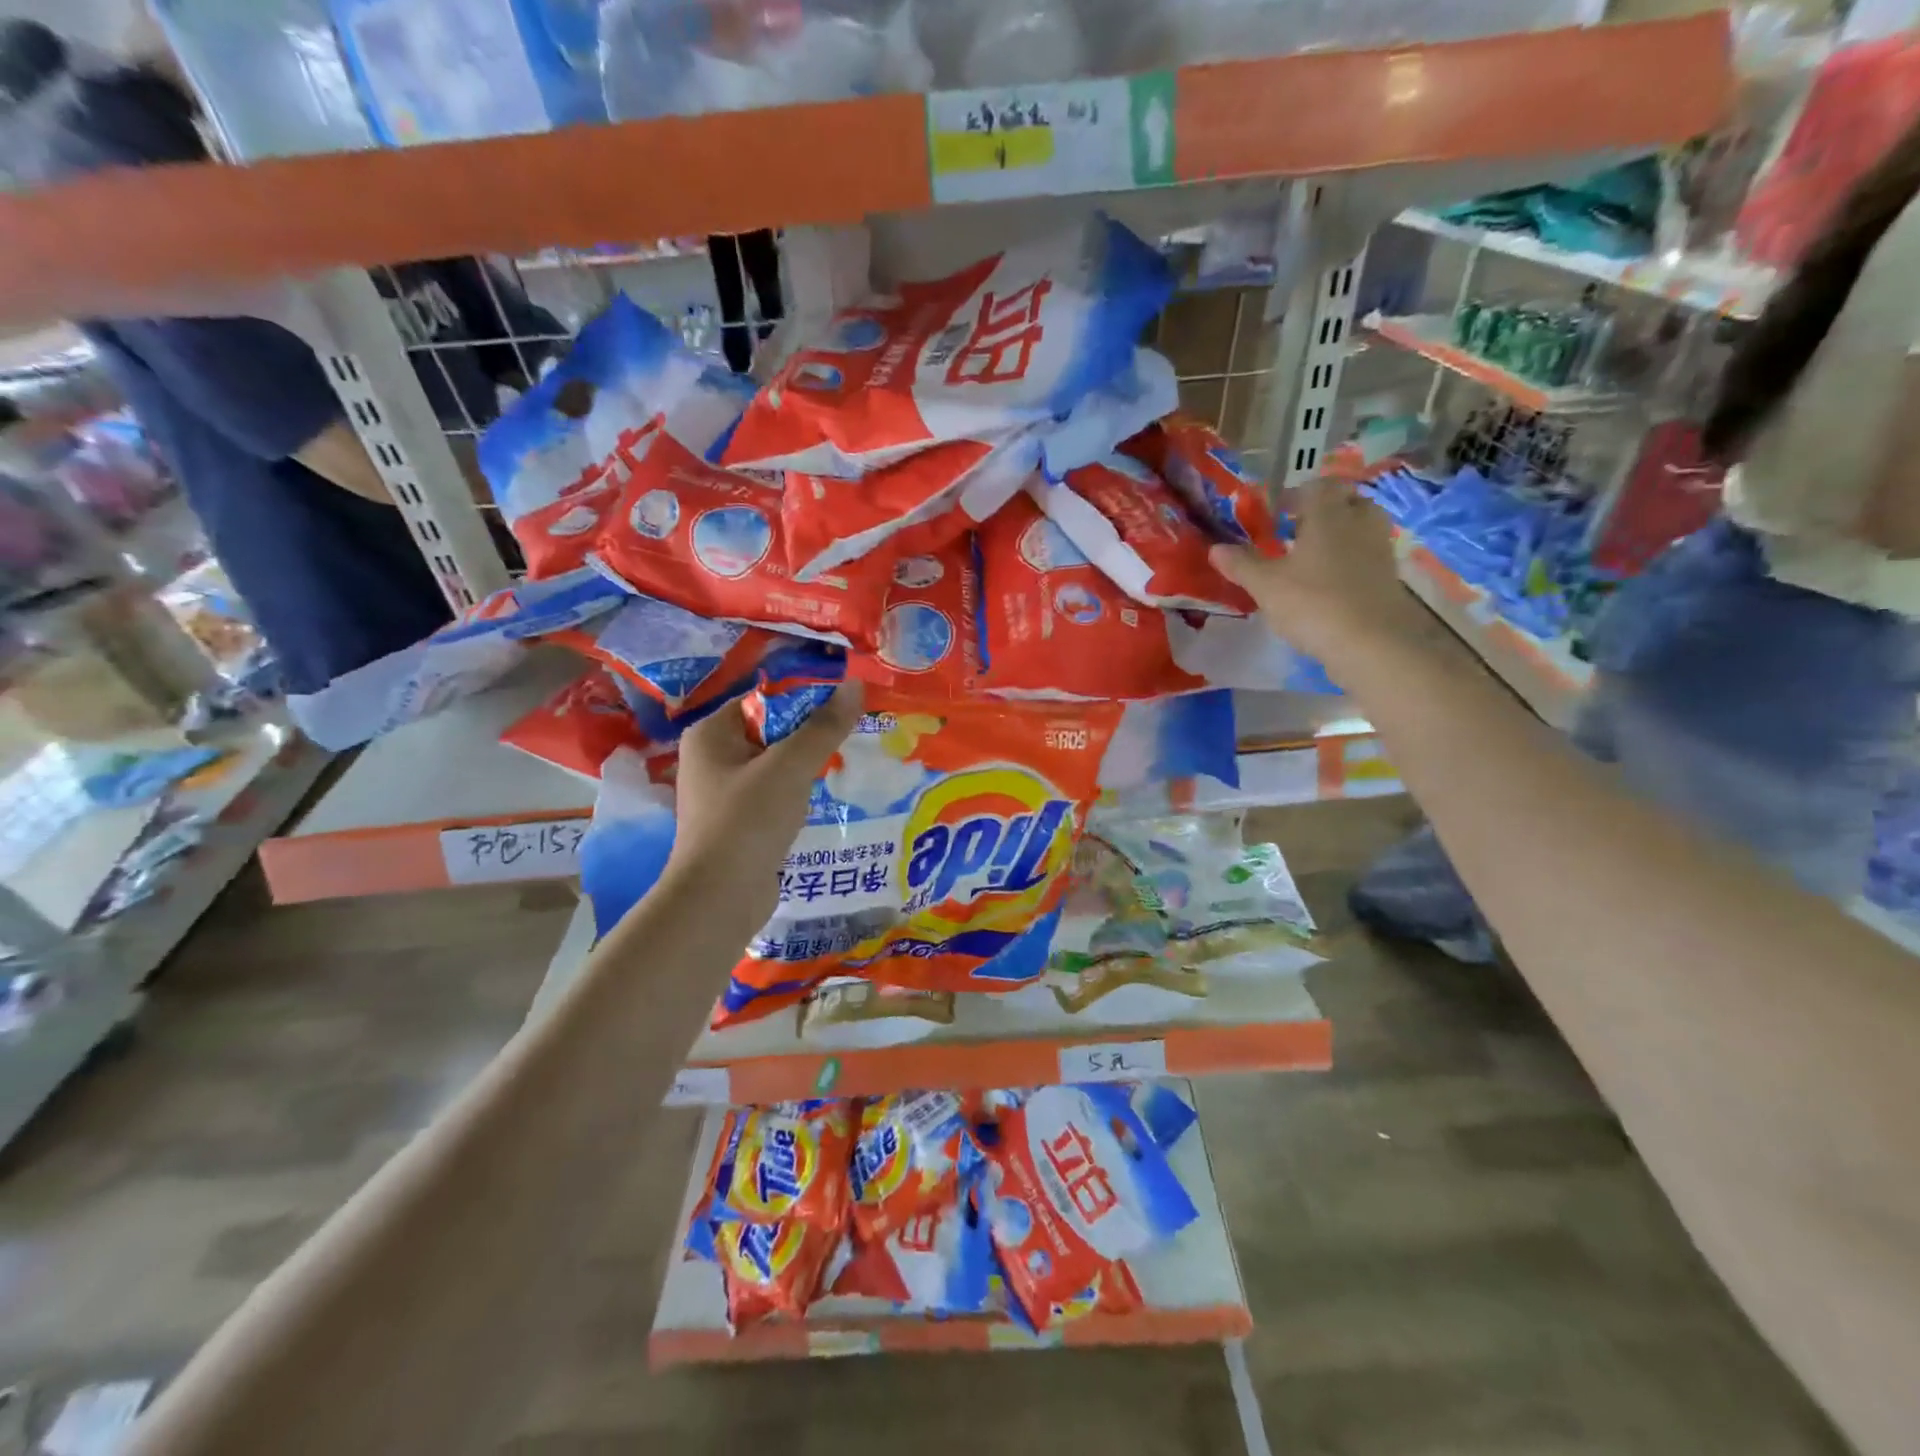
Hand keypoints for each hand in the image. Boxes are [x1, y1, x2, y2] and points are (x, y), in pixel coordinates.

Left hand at [664, 682, 864, 923]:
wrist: (720, 898)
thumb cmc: (748, 821)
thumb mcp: (790, 767)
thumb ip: (824, 727)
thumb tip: (855, 684)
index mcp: (711, 733)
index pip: (764, 699)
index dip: (806, 698)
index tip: (847, 704)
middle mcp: (711, 758)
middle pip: (771, 731)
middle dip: (812, 734)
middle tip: (856, 734)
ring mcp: (724, 793)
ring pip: (776, 765)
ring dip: (808, 766)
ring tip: (850, 763)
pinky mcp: (738, 823)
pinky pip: (774, 795)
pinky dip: (799, 794)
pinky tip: (828, 797)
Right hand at [1210, 479, 1429, 673]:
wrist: (1372, 643)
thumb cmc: (1313, 603)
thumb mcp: (1266, 585)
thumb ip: (1241, 564)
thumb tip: (1215, 548)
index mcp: (1328, 514)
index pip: (1316, 487)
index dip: (1294, 496)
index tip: (1275, 514)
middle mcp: (1359, 522)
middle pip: (1345, 501)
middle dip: (1323, 511)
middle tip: (1296, 531)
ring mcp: (1379, 548)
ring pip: (1360, 527)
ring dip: (1339, 534)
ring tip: (1311, 557)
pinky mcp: (1389, 576)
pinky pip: (1367, 554)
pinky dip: (1350, 559)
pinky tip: (1329, 582)